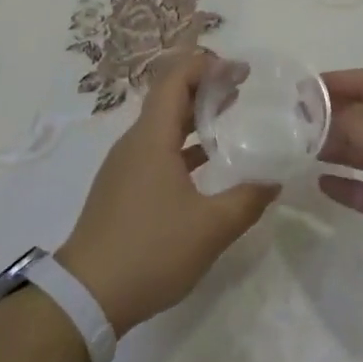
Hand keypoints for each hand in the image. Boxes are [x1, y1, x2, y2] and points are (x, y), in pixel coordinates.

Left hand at [58, 51, 279, 334]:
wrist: (87, 295)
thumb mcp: (210, 228)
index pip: (176, 79)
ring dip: (193, 115)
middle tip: (241, 88)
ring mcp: (124, 166)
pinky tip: (205, 163)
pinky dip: (181, 144)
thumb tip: (275, 180)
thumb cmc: (150, 251)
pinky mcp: (121, 189)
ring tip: (228, 116)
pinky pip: (155, 150)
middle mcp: (134, 143)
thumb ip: (247, 200)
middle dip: (204, 86)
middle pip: (168, 98)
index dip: (207, 66)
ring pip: (161, 125)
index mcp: (151, 138)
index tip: (241, 71)